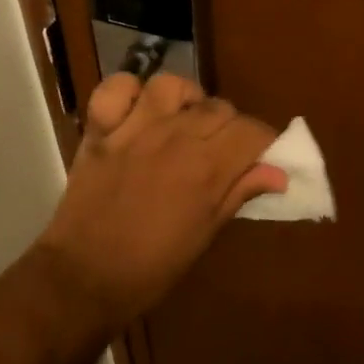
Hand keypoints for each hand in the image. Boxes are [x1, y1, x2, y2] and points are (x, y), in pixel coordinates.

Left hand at [34, 73, 286, 326]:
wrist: (84, 278)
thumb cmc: (151, 267)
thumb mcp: (205, 235)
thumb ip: (239, 193)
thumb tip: (279, 173)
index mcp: (205, 168)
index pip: (251, 131)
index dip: (263, 141)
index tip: (260, 156)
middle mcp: (174, 137)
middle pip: (218, 107)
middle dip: (229, 126)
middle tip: (221, 150)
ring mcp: (134, 128)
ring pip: (171, 85)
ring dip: (185, 100)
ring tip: (183, 122)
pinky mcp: (101, 129)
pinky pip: (117, 87)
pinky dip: (129, 91)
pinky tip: (137, 111)